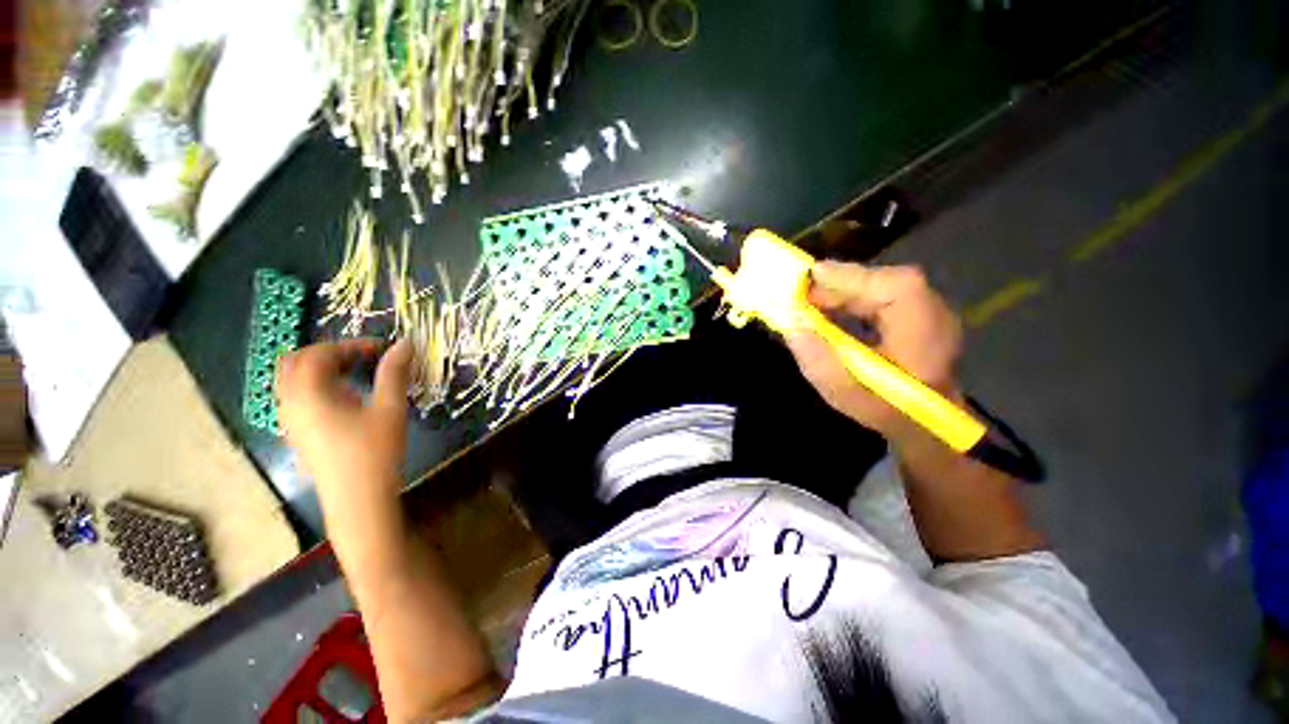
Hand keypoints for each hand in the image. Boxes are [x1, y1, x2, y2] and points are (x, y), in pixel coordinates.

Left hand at [277, 338, 412, 503]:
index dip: (351, 345)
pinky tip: (347, 400)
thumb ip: (394, 372)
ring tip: (357, 374)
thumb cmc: (375, 452)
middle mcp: (290, 403)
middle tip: (363, 357)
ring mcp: (290, 421)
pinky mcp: (298, 435)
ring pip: (292, 381)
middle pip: (295, 362)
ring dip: (321, 369)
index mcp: (308, 394)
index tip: (383, 349)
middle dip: (329, 353)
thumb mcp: (390, 409)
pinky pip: (297, 398)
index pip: (319, 353)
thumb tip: (405, 343)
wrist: (358, 502)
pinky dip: (317, 387)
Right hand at [785, 261, 962, 441]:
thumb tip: (793, 329)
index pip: (899, 287)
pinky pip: (882, 296)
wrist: (925, 420)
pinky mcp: (917, 313)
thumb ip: (820, 364)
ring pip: (882, 287)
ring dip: (843, 292)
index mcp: (926, 336)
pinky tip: (830, 310)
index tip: (813, 274)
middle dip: (840, 284)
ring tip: (809, 302)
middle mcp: (935, 315)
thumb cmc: (887, 411)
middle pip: (886, 282)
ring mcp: (929, 311)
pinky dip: (853, 299)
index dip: (855, 277)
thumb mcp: (847, 396)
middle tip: (800, 293)